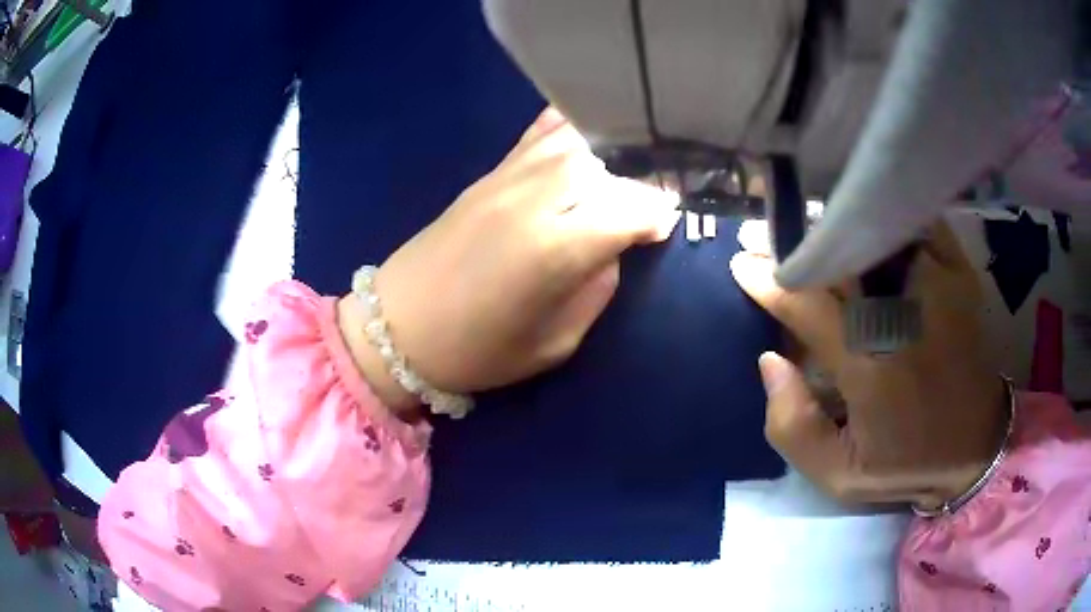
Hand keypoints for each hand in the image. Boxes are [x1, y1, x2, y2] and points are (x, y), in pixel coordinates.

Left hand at [341, 108, 678, 412]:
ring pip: (575, 142)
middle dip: (637, 180)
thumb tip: (612, 250)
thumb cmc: (476, 351)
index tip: (665, 225)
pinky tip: (583, 131)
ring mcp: (507, 180)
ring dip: (608, 151)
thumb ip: (595, 290)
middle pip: (605, 166)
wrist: (396, 327)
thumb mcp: (554, 343)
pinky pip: (537, 136)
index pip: (628, 210)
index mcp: (555, 250)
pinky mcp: (487, 175)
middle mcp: (535, 201)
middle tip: (647, 199)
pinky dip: (567, 128)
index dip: (656, 214)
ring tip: (626, 166)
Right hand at [731, 220, 1006, 508]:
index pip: (807, 305)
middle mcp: (900, 316)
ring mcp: (934, 287)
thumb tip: (770, 359)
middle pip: (839, 258)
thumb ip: (792, 427)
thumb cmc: (907, 465)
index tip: (743, 264)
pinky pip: (915, 226)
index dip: (770, 281)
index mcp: (869, 367)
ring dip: (838, 230)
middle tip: (768, 235)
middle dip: (797, 245)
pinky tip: (869, 225)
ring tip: (813, 232)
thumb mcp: (838, 477)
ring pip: (874, 235)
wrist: (976, 447)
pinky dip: (888, 220)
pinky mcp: (957, 275)